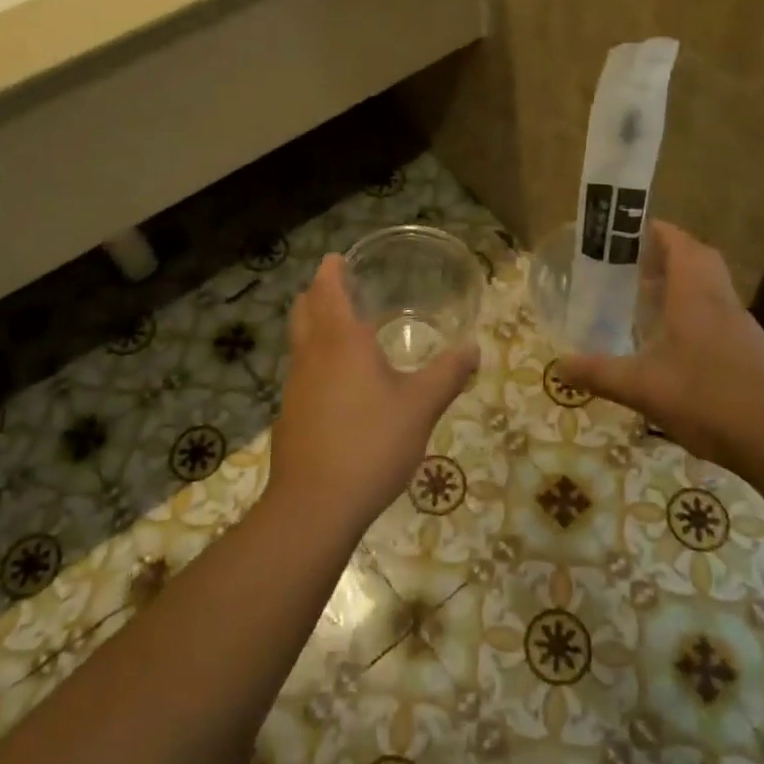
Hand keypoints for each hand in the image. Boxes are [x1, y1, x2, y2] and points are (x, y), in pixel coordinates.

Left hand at [266, 256, 479, 538]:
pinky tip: (340, 383)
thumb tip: (473, 348)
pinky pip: (302, 371)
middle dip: (318, 293)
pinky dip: (316, 359)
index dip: (331, 270)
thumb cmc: (370, 444)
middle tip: (340, 286)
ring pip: (299, 341)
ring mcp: (295, 385)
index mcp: (340, 341)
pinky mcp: (290, 414)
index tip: (338, 258)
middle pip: (304, 309)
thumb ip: (448, 374)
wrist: (315, 505)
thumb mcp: (420, 407)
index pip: (327, 290)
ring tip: (345, 330)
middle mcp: (311, 355)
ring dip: (315, 325)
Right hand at [557, 222, 763, 469]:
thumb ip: (599, 373)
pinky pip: (718, 315)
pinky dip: (694, 314)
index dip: (657, 231)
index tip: (630, 230)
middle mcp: (721, 301)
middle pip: (699, 260)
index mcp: (696, 295)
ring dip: (682, 285)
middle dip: (668, 255)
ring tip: (646, 300)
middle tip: (634, 265)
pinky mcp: (751, 352)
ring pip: (710, 288)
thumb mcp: (642, 388)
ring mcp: (741, 327)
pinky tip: (672, 344)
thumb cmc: (708, 400)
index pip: (680, 244)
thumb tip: (557, 366)